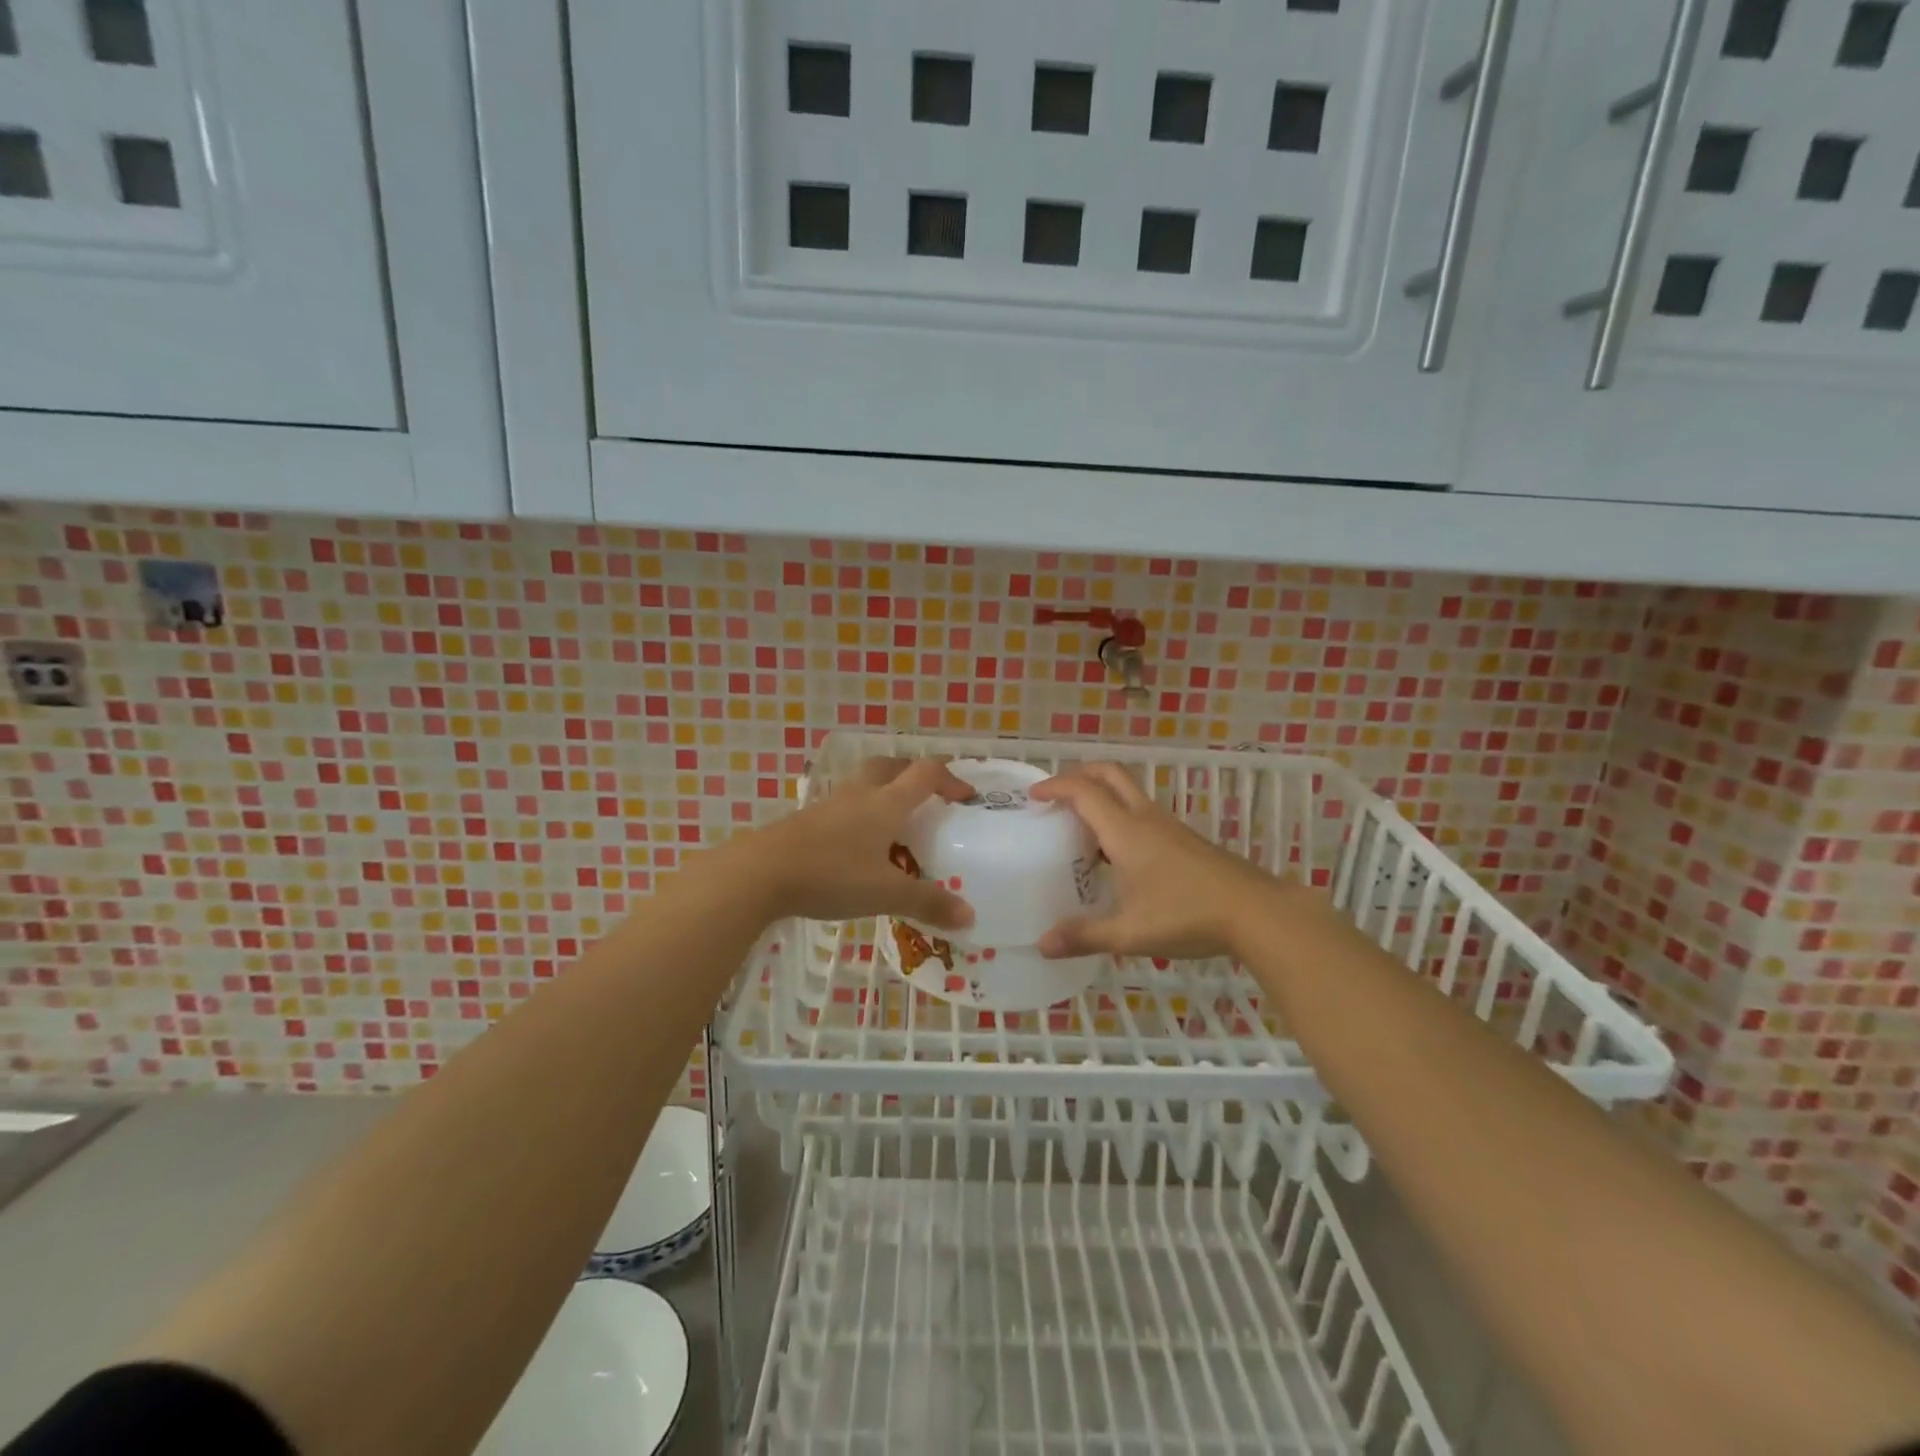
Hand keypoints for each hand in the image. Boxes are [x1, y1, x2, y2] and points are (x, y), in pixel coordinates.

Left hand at [738, 757, 976, 929]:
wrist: (760, 872)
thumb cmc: (832, 874)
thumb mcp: (886, 893)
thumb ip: (928, 902)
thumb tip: (969, 917)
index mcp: (886, 803)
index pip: (926, 774)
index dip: (950, 780)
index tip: (966, 797)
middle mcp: (860, 794)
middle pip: (891, 766)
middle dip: (913, 774)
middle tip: (928, 796)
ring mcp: (829, 805)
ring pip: (863, 783)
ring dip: (883, 791)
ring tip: (893, 822)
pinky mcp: (806, 820)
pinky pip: (842, 806)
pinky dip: (858, 814)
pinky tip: (856, 844)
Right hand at [1030, 763, 1289, 960]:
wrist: (1257, 912)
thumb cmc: (1188, 916)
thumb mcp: (1131, 932)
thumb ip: (1085, 936)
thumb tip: (1042, 944)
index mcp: (1126, 831)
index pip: (1084, 792)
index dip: (1055, 786)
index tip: (1033, 795)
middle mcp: (1146, 819)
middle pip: (1110, 775)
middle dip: (1079, 775)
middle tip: (1055, 794)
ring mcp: (1169, 827)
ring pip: (1128, 793)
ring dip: (1101, 796)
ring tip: (1079, 826)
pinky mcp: (1184, 839)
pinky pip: (1142, 813)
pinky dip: (1119, 816)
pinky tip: (1116, 854)